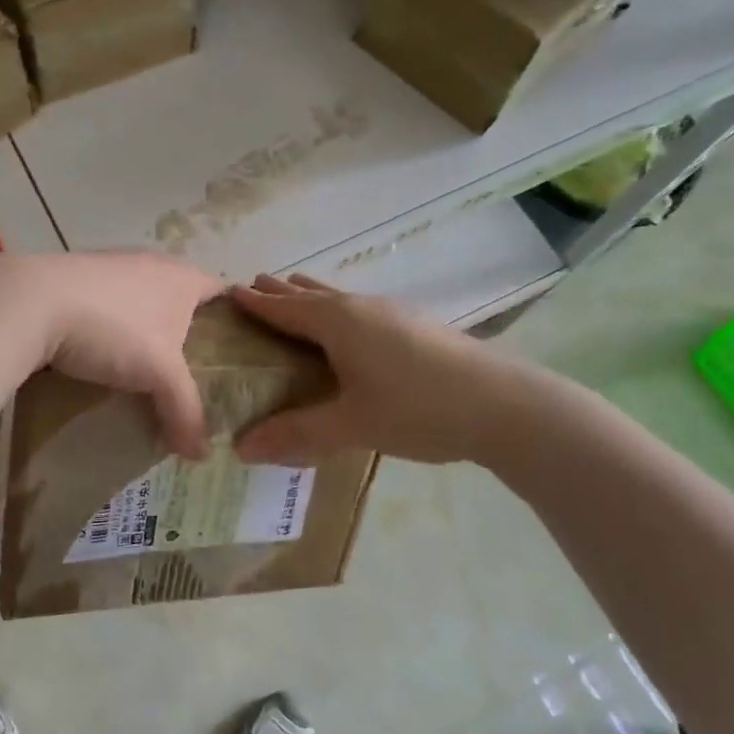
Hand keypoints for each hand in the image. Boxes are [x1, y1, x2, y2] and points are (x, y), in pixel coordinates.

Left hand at [0, 252, 222, 456]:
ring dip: (148, 329)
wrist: (30, 303)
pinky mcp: (76, 278)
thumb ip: (186, 411)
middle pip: (183, 297)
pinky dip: (114, 327)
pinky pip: (109, 304)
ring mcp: (111, 266)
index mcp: (182, 277)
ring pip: (143, 300)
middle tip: (195, 372)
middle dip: (189, 331)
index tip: (238, 354)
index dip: (236, 319)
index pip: (224, 291)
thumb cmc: (113, 329)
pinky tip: (103, 355)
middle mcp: (151, 262)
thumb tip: (202, 456)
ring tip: (149, 369)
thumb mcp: (159, 375)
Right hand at [229, 274, 534, 464]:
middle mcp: (362, 308)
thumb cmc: (418, 409)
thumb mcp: (351, 425)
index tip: (229, 292)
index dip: (256, 303)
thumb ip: (296, 434)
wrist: (505, 404)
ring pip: (340, 298)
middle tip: (254, 285)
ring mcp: (393, 313)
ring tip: (295, 291)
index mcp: (338, 322)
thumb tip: (241, 448)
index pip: (285, 308)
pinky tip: (351, 326)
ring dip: (312, 296)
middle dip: (281, 291)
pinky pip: (361, 309)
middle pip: (311, 294)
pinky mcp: (417, 326)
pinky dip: (338, 310)